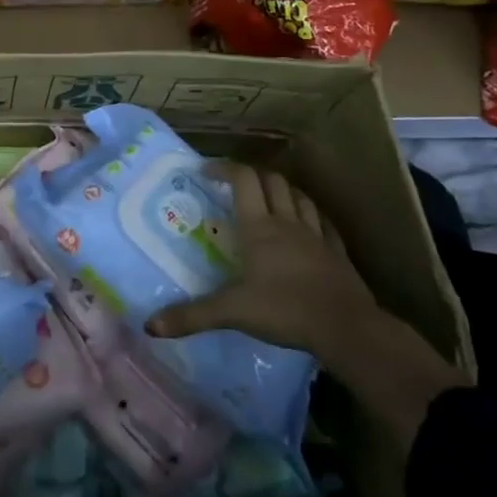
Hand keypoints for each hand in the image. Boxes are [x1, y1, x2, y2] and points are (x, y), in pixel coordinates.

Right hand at [146, 164, 465, 452]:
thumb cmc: (285, 310)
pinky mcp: (337, 253)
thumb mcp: (231, 312)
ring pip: (299, 197)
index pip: (243, 179)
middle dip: (252, 175)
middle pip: (272, 181)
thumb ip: (191, 316)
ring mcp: (316, 235)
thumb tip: (149, 325)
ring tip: (269, 199)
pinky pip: (323, 223)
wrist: (346, 328)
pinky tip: (308, 225)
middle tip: (235, 185)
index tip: (205, 171)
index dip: (224, 168)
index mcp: (258, 227)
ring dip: (282, 190)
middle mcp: (286, 222)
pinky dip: (311, 216)